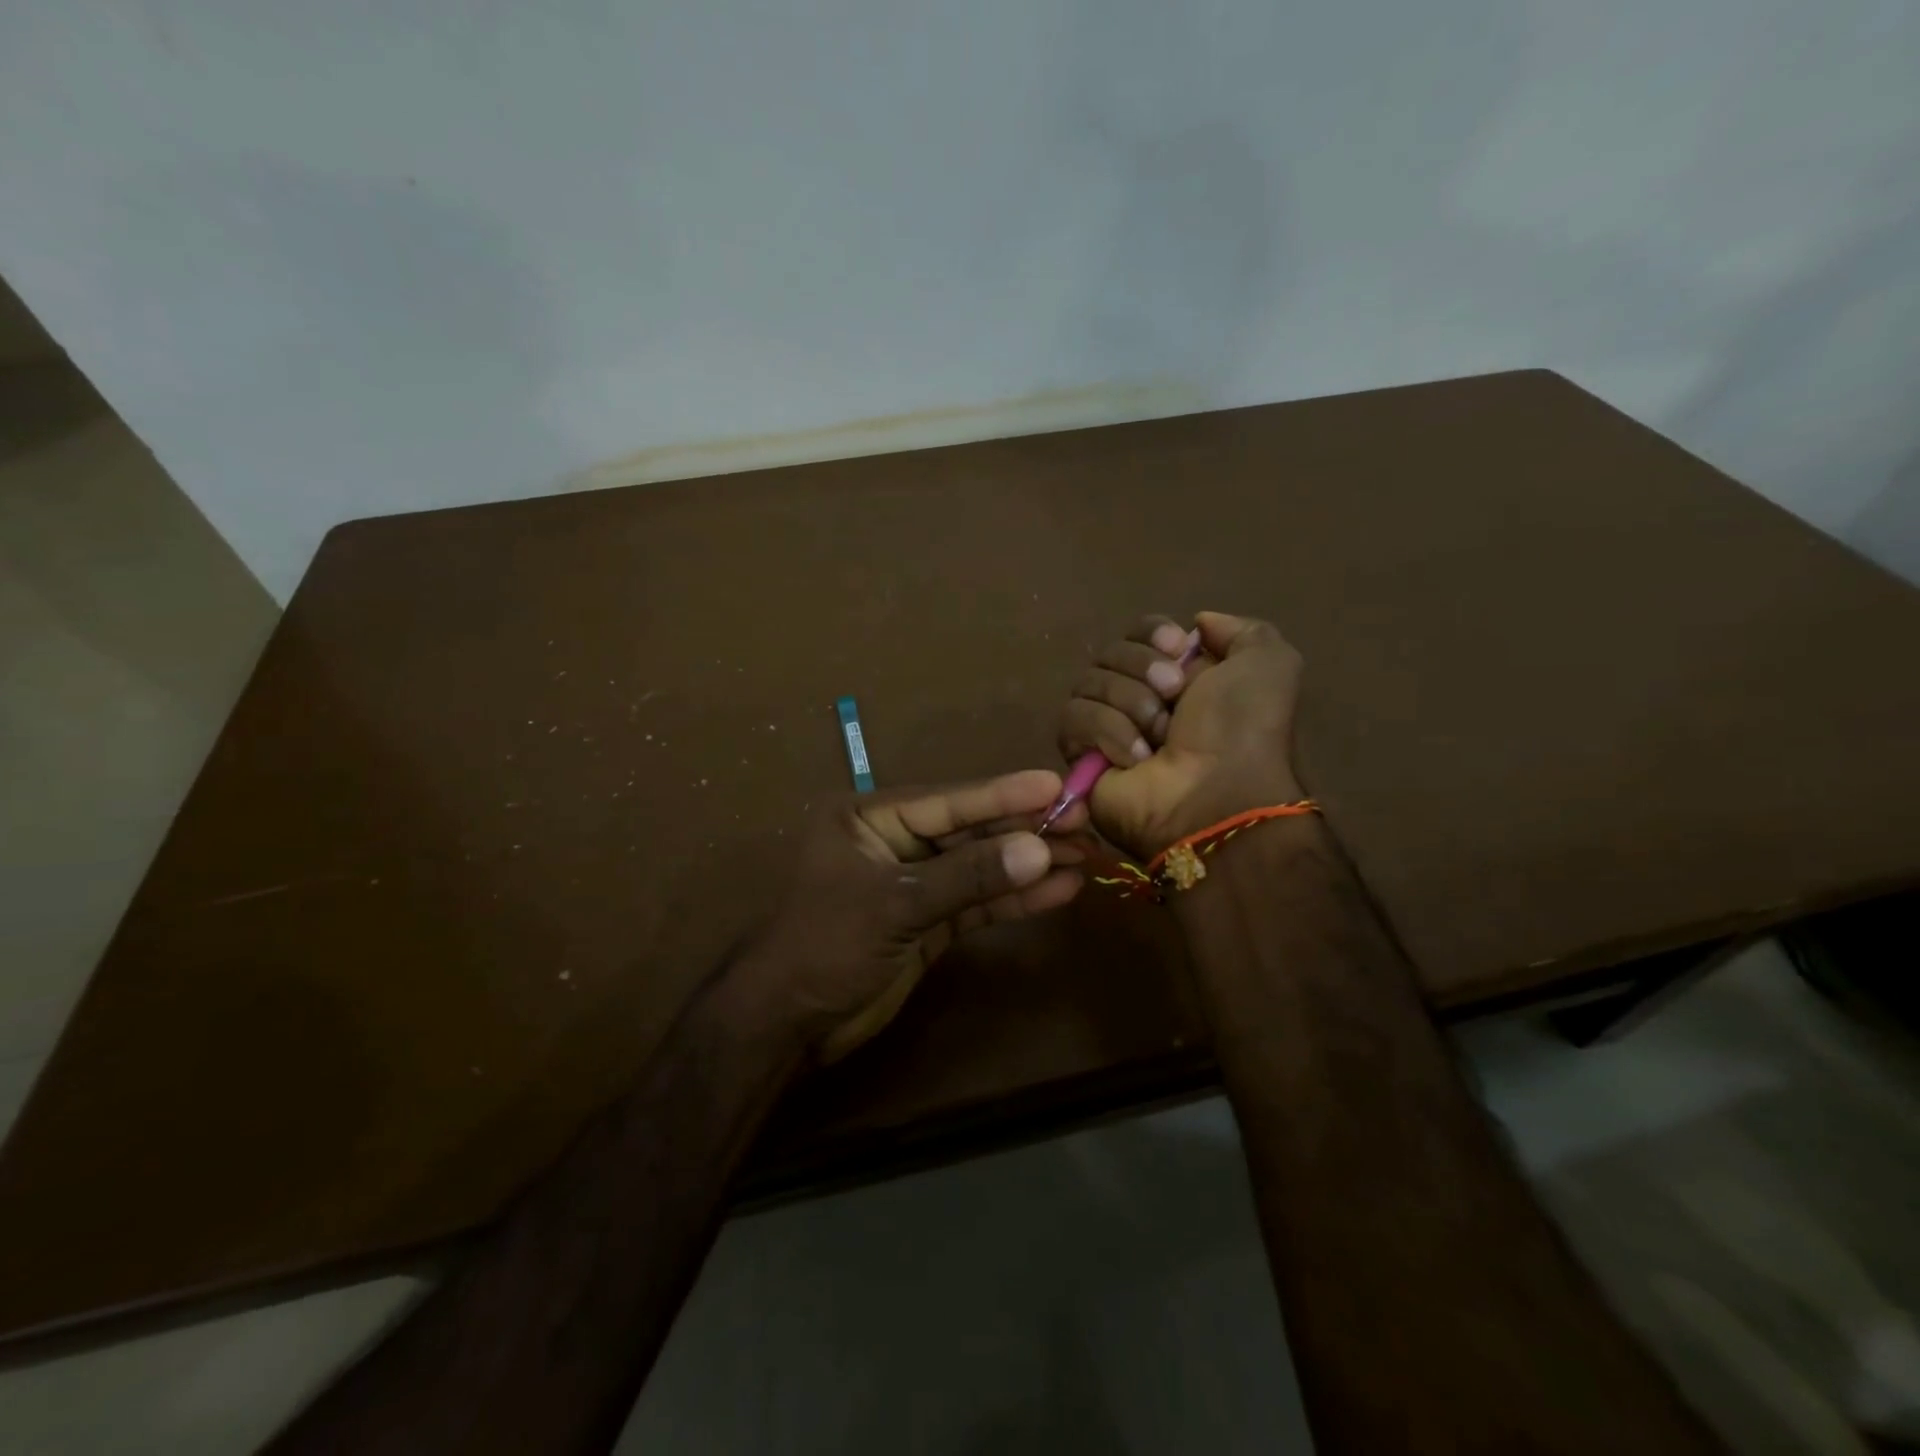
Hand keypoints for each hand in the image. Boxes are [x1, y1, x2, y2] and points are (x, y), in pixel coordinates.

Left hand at [731, 770, 1086, 1063]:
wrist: (787, 1024)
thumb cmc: (826, 946)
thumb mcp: (896, 905)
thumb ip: (968, 877)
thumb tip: (1039, 849)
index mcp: (872, 819)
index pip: (949, 801)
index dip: (1004, 794)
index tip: (1055, 786)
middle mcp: (895, 842)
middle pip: (970, 831)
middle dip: (1025, 830)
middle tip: (1085, 822)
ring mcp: (914, 883)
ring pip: (979, 867)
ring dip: (1028, 865)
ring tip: (1084, 857)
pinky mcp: (927, 922)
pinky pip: (976, 903)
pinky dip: (1013, 899)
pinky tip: (1057, 891)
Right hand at [1059, 611, 1304, 857]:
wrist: (1216, 797)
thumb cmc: (1242, 731)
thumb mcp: (1269, 664)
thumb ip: (1241, 630)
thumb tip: (1196, 624)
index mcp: (1181, 675)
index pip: (1140, 631)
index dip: (1153, 634)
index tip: (1177, 649)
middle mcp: (1141, 697)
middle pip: (1111, 652)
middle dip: (1143, 670)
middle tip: (1175, 700)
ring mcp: (1107, 727)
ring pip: (1089, 683)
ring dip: (1131, 704)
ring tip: (1158, 738)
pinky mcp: (1080, 756)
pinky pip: (1072, 718)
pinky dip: (1107, 732)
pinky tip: (1135, 758)